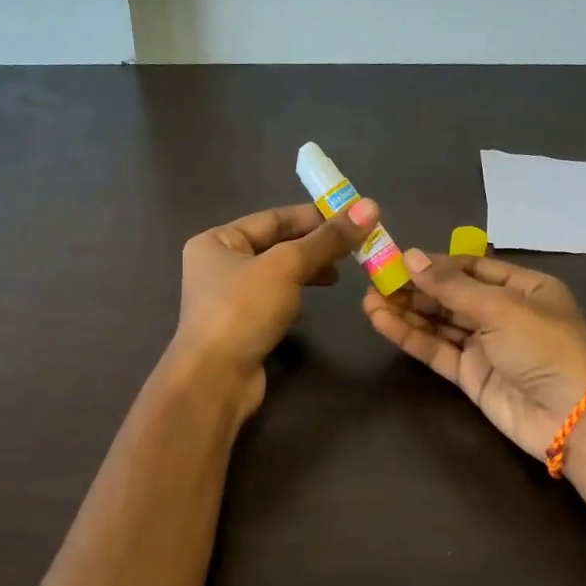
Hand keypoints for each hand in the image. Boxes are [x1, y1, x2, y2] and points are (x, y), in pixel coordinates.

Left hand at [169, 199, 376, 416]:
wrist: (215, 379)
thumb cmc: (243, 310)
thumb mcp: (287, 266)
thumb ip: (327, 239)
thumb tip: (370, 206)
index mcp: (217, 241)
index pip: (273, 218)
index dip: (314, 216)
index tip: (353, 218)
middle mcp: (218, 265)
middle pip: (275, 245)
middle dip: (314, 246)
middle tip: (353, 249)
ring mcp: (228, 299)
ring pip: (277, 275)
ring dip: (307, 271)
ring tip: (338, 276)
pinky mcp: (241, 327)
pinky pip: (273, 301)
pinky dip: (295, 297)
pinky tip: (311, 304)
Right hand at [362, 249, 585, 458]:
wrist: (572, 417)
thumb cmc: (544, 347)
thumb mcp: (500, 307)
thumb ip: (450, 286)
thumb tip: (410, 257)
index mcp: (523, 288)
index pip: (472, 268)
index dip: (435, 264)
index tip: (397, 259)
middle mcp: (503, 313)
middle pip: (451, 295)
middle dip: (414, 288)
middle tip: (374, 280)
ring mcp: (485, 346)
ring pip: (439, 323)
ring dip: (406, 311)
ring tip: (368, 300)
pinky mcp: (470, 375)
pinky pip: (436, 349)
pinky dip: (410, 336)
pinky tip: (381, 322)